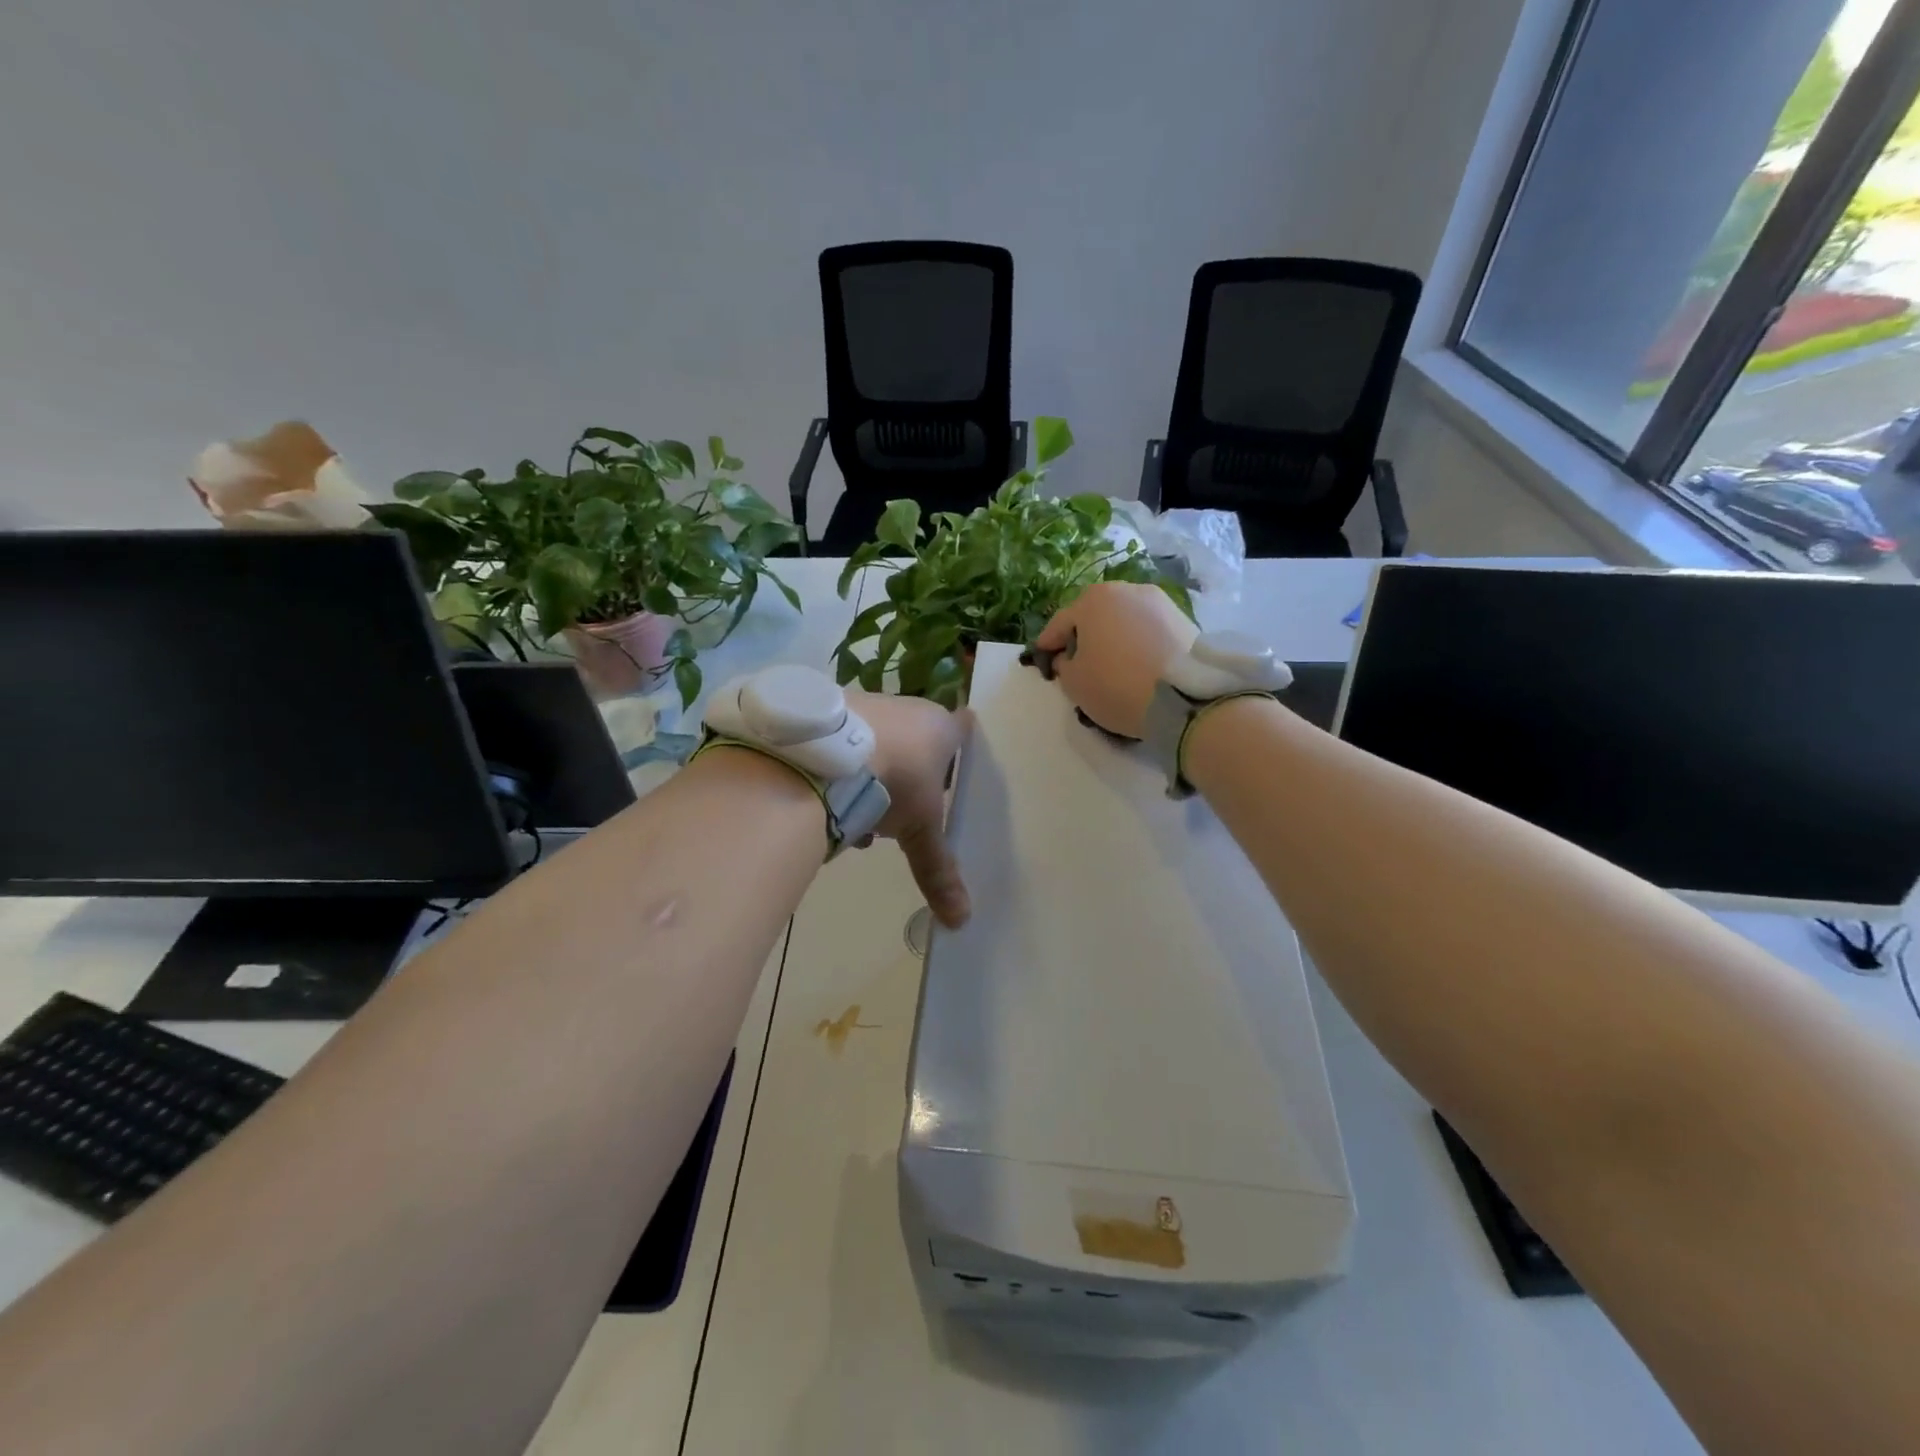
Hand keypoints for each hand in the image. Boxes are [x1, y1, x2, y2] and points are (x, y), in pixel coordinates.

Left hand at [847, 691, 969, 927]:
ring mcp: (867, 704)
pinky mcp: (831, 709)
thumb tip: (961, 920)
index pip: (962, 729)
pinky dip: (845, 770)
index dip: (960, 746)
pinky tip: (833, 801)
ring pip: (880, 745)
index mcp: (939, 727)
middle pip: (917, 742)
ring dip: (875, 779)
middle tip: (904, 814)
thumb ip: (938, 870)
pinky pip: (846, 743)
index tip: (955, 763)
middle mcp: (906, 708)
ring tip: (863, 822)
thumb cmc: (893, 782)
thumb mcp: (919, 830)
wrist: (827, 753)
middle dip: (911, 777)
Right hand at [1031, 583, 1196, 738]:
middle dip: (1083, 636)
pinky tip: (1137, 664)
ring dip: (1113, 637)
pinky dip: (1138, 642)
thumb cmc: (1117, 685)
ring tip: (1111, 664)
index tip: (1043, 659)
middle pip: (1094, 615)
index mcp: (1093, 600)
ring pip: (1124, 620)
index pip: (1061, 623)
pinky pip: (1148, 630)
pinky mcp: (1183, 618)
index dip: (1049, 644)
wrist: (1185, 696)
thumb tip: (1069, 658)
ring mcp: (1159, 601)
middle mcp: (1126, 590)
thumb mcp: (1074, 682)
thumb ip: (1063, 665)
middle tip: (1078, 662)